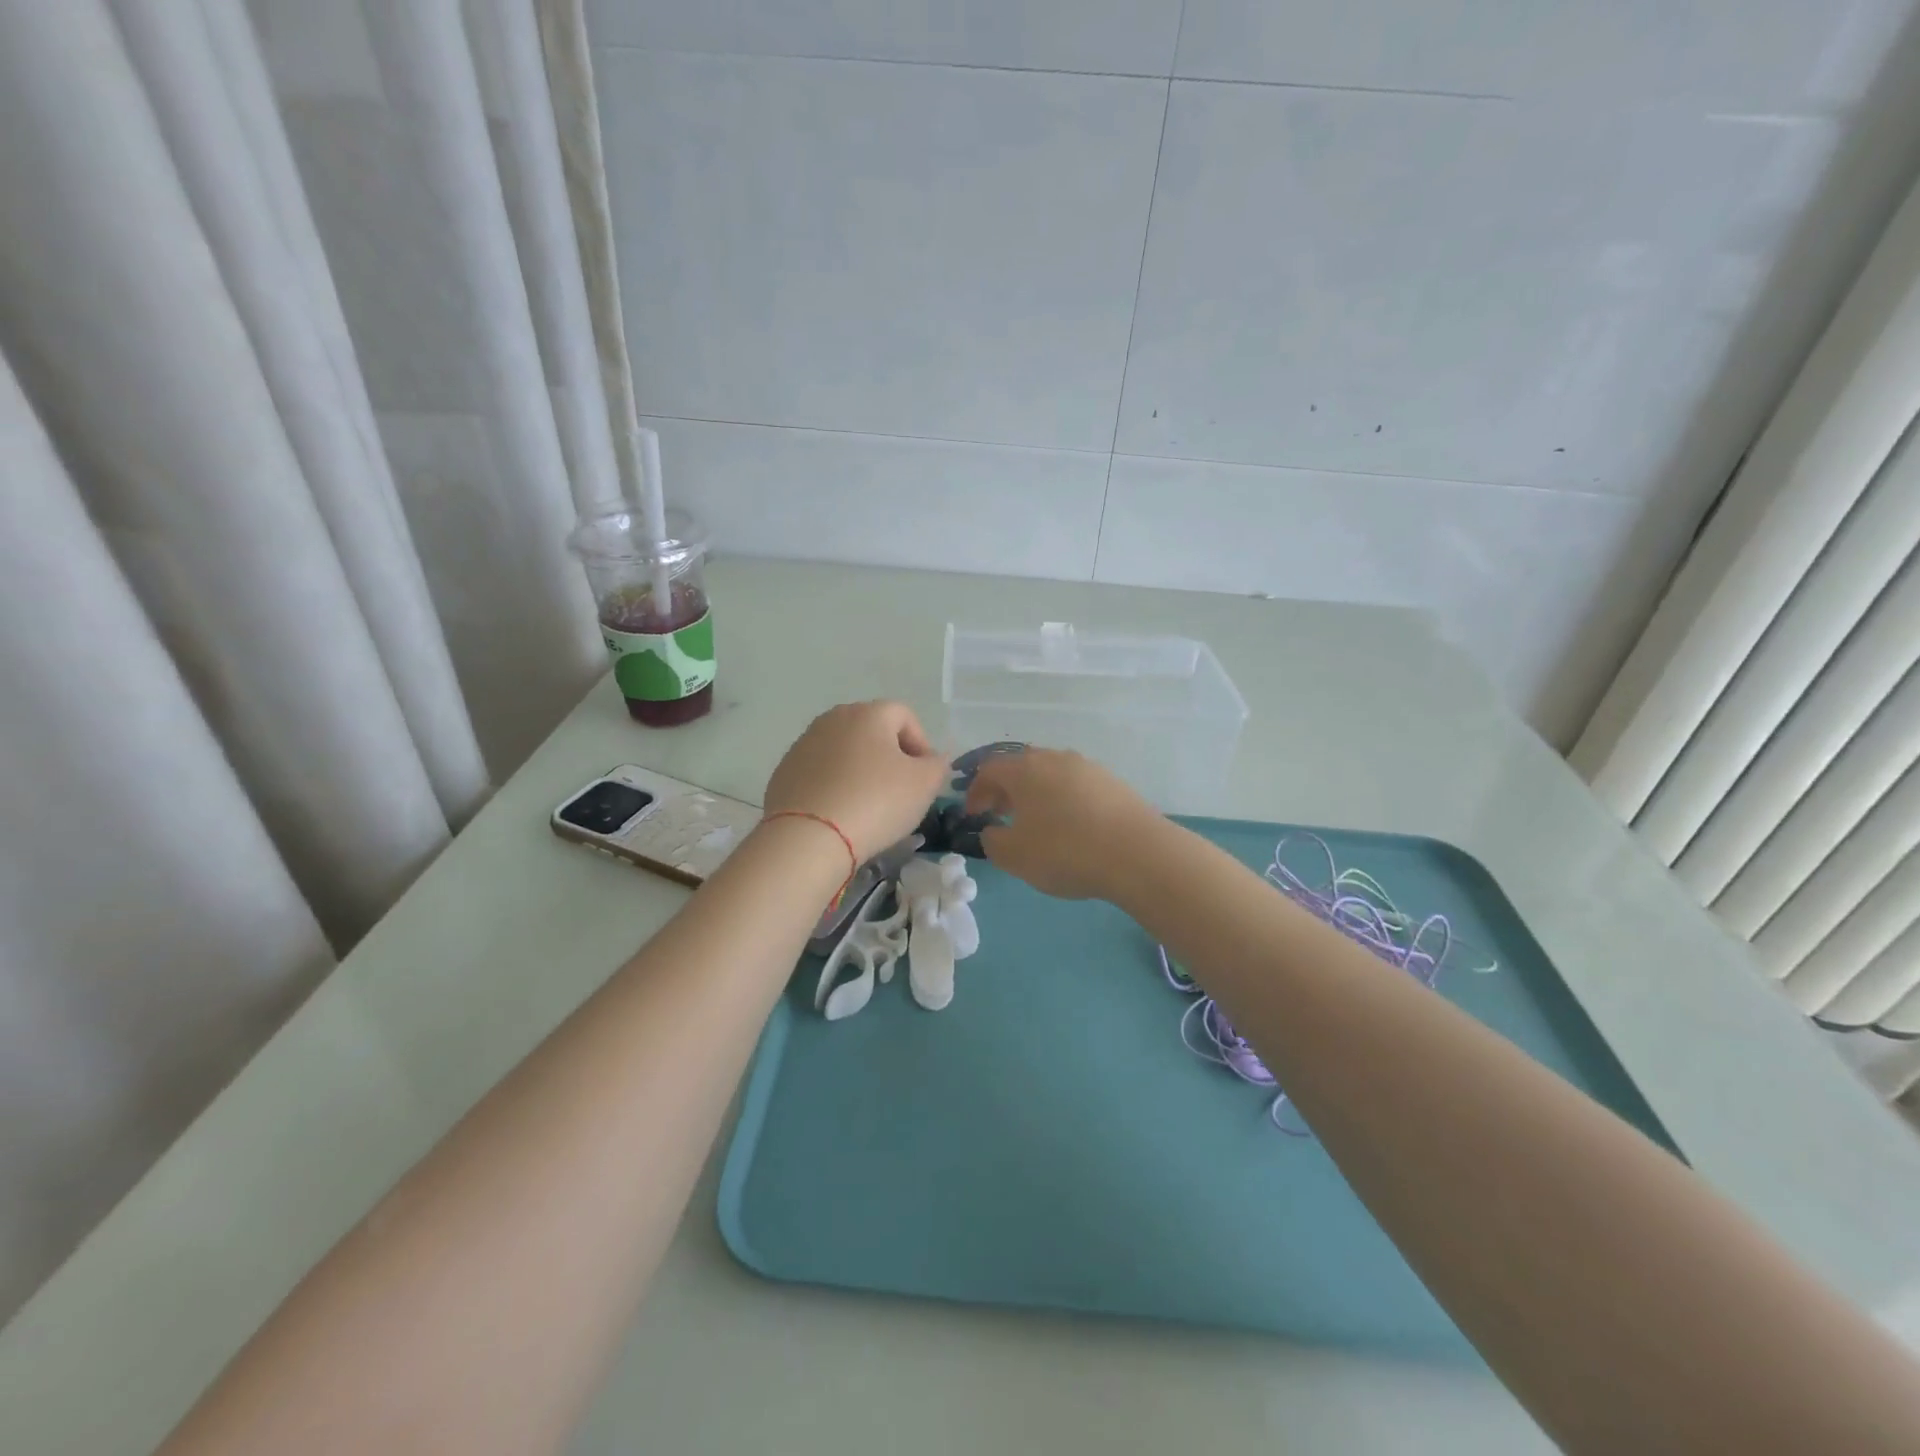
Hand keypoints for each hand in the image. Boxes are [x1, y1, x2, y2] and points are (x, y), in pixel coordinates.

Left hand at [763, 701, 949, 862]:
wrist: (808, 837)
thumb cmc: (876, 802)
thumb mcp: (924, 785)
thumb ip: (937, 765)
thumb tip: (932, 759)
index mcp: (868, 713)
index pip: (905, 716)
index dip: (921, 744)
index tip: (924, 777)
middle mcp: (832, 719)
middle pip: (871, 730)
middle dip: (889, 756)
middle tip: (899, 791)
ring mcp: (803, 744)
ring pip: (843, 752)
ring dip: (859, 771)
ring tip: (867, 806)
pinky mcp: (784, 772)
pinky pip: (819, 773)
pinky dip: (833, 786)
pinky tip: (839, 814)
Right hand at [964, 748, 1160, 899]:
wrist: (1138, 853)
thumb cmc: (1065, 851)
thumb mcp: (1014, 855)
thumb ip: (992, 840)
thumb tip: (993, 830)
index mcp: (1025, 769)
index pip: (989, 769)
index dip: (975, 791)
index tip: (973, 815)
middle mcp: (1055, 758)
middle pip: (1021, 766)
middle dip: (1006, 789)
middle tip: (1001, 814)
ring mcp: (1088, 767)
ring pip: (1051, 774)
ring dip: (1036, 793)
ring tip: (1037, 822)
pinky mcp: (1113, 782)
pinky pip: (1076, 786)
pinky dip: (1063, 800)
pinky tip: (1071, 826)